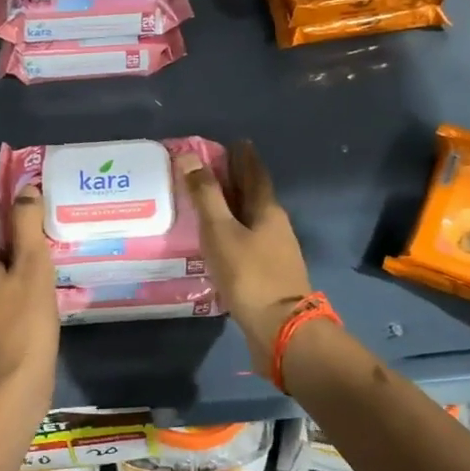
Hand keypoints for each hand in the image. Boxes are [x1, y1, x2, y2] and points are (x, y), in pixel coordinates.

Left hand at [0, 185, 58, 400]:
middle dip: (2, 237)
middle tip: (37, 238)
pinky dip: (1, 288)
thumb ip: (27, 223)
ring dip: (3, 264)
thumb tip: (25, 189)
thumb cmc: (24, 319)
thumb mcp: (33, 265)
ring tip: (37, 266)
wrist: (12, 383)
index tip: (23, 214)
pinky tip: (28, 297)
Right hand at [177, 141, 315, 374]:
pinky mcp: (267, 275)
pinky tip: (218, 242)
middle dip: (237, 180)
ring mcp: (274, 252)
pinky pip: (247, 243)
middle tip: (214, 168)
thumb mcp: (221, 231)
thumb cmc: (249, 274)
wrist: (280, 328)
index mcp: (267, 210)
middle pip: (255, 196)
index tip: (234, 142)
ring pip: (251, 220)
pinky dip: (233, 233)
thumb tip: (190, 157)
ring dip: (234, 208)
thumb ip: (205, 195)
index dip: (243, 157)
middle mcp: (275, 227)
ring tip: (210, 202)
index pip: (255, 174)